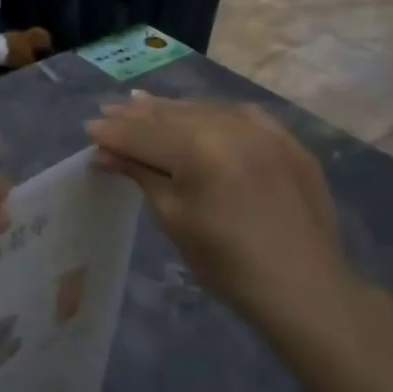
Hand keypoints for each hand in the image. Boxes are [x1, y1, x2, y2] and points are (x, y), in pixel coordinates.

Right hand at [85, 95, 358, 331]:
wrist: (303, 287)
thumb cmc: (225, 261)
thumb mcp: (172, 217)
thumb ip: (140, 174)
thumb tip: (104, 153)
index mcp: (198, 148)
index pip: (143, 134)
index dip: (113, 132)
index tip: (89, 128)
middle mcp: (231, 127)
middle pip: (172, 116)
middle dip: (137, 115)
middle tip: (109, 110)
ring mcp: (264, 131)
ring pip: (205, 110)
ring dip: (171, 110)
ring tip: (142, 104)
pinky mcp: (288, 142)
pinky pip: (242, 116)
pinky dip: (213, 113)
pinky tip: (201, 113)